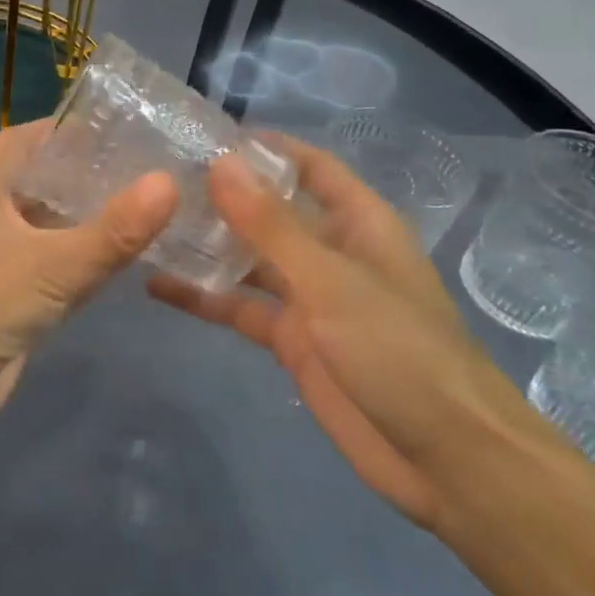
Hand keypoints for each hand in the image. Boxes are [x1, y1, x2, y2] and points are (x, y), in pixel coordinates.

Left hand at [0, 119, 177, 450]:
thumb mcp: (50, 266)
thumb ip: (112, 231)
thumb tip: (169, 182)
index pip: (24, 140)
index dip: (63, 128)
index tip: (116, 125)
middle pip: (43, 182)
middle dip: (87, 174)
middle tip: (149, 166)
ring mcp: (0, 261)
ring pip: (52, 228)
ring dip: (90, 219)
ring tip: (149, 205)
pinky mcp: (13, 301)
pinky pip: (56, 269)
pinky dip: (85, 261)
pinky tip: (125, 258)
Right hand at [148, 134, 536, 530]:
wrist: (446, 460)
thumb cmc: (399, 351)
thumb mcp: (330, 281)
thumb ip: (271, 224)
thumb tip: (220, 162)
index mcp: (358, 222)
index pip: (308, 166)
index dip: (263, 148)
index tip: (202, 136)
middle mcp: (331, 251)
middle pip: (271, 210)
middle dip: (222, 195)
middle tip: (157, 178)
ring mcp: (310, 298)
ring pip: (249, 259)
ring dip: (207, 244)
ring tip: (148, 224)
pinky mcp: (292, 341)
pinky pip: (241, 308)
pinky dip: (204, 297)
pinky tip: (157, 286)